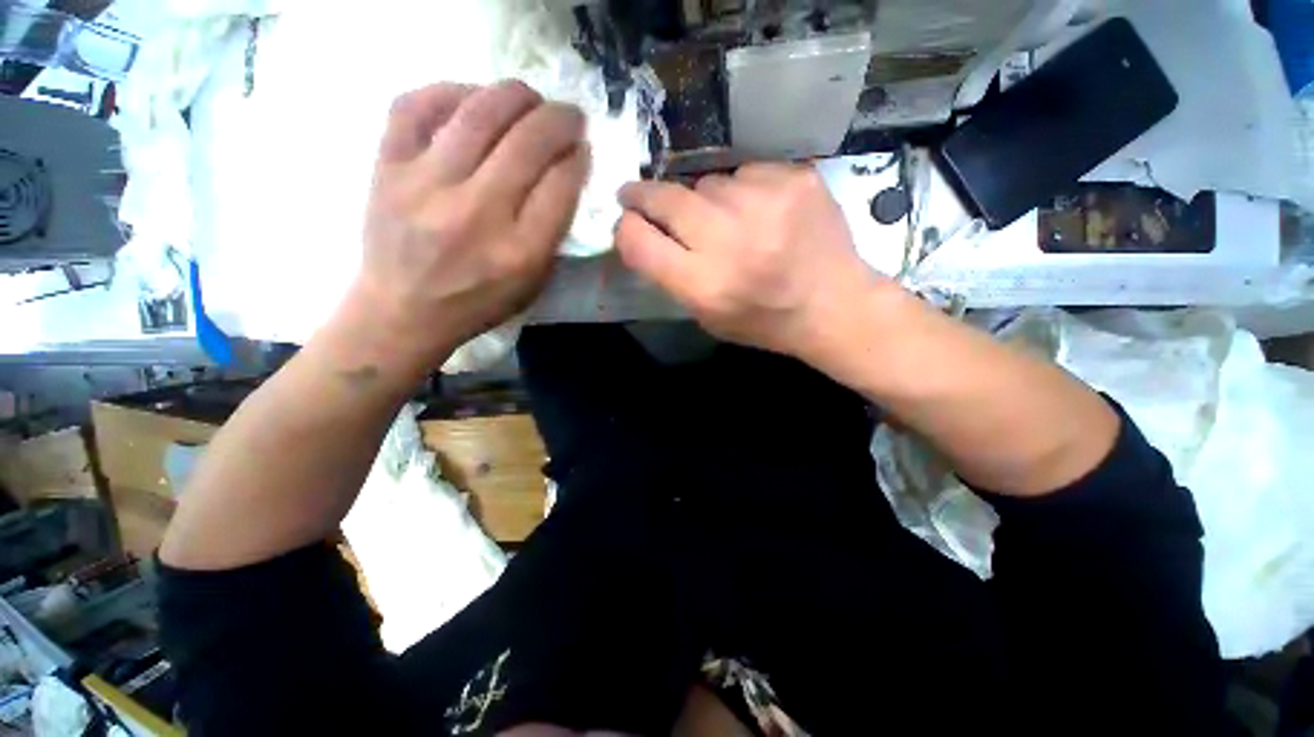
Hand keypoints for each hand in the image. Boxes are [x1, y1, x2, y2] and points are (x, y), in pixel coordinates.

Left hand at [344, 81, 588, 375]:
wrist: (402, 311)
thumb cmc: (479, 302)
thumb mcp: (533, 283)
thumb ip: (553, 234)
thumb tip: (566, 174)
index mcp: (519, 252)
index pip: (560, 185)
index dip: (578, 158)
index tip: (582, 148)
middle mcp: (477, 213)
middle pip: (528, 144)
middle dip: (559, 119)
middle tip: (569, 114)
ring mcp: (426, 185)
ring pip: (478, 114)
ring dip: (515, 96)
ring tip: (529, 98)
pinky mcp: (387, 167)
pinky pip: (415, 106)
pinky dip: (450, 91)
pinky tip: (472, 98)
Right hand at [616, 163, 888, 362]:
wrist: (834, 306)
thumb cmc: (763, 321)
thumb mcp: (706, 316)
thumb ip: (671, 275)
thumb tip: (643, 229)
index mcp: (704, 285)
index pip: (639, 242)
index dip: (625, 229)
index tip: (627, 220)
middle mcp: (729, 242)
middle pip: (665, 199)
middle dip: (645, 196)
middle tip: (640, 196)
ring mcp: (765, 204)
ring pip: (706, 182)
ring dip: (704, 199)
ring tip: (728, 222)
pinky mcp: (795, 180)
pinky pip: (745, 172)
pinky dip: (744, 190)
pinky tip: (762, 212)